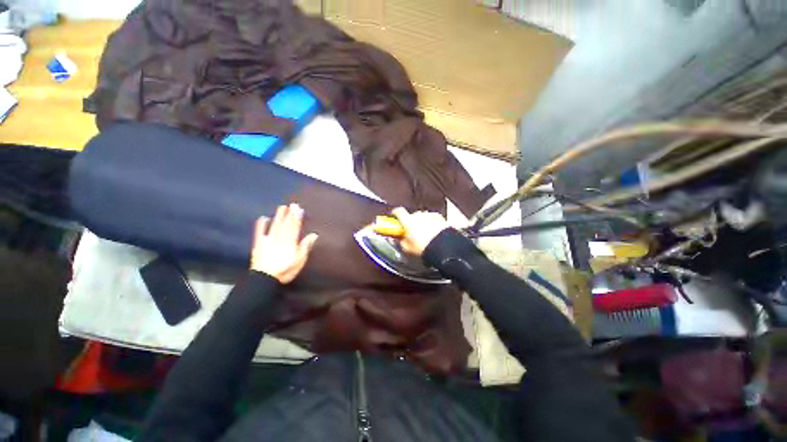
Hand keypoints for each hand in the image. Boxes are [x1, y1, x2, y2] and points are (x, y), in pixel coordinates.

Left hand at [251, 204, 318, 283]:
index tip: (299, 209)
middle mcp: (280, 238)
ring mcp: (268, 240)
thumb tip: (314, 234)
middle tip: (292, 204)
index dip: (297, 218)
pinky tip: (263, 218)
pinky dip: (261, 225)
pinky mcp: (259, 244)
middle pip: (285, 224)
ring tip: (282, 207)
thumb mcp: (300, 260)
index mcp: (290, 241)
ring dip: (278, 216)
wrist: (264, 278)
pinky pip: (259, 232)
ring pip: (274, 226)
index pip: (295, 227)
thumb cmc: (285, 270)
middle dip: (289, 214)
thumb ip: (305, 246)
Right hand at [391, 207, 449, 255]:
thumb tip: (396, 238)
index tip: (395, 217)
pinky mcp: (440, 217)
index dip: (395, 213)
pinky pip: (432, 219)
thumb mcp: (407, 248)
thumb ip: (400, 241)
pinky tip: (433, 233)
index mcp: (408, 221)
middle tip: (412, 232)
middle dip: (411, 222)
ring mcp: (429, 215)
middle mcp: (418, 215)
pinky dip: (431, 223)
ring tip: (424, 234)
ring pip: (422, 217)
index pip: (398, 211)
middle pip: (412, 215)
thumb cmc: (424, 248)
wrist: (444, 248)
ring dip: (422, 222)